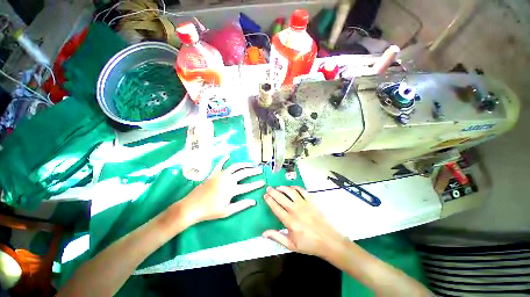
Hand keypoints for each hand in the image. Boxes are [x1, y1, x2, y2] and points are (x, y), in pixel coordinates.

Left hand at [180, 156, 264, 224]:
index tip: (263, 182)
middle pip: (244, 173)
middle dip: (253, 171)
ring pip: (235, 166)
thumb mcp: (227, 211)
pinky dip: (224, 159)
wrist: (191, 207)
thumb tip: (253, 201)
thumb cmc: (209, 211)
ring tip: (250, 164)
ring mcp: (220, 175)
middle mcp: (228, 179)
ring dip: (244, 164)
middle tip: (260, 170)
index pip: (248, 186)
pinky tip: (229, 155)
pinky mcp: (213, 173)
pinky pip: (220, 164)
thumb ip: (241, 205)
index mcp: (231, 190)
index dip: (256, 184)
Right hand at [263, 186, 347, 257]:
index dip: (269, 200)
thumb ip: (277, 237)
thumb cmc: (309, 244)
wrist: (328, 241)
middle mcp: (295, 210)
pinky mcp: (311, 201)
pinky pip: (302, 191)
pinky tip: (291, 187)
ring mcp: (304, 204)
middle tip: (268, 188)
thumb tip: (263, 233)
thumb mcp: (291, 245)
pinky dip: (295, 187)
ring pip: (291, 192)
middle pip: (281, 198)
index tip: (265, 195)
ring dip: (283, 188)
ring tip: (278, 187)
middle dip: (273, 192)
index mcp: (289, 221)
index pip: (276, 208)